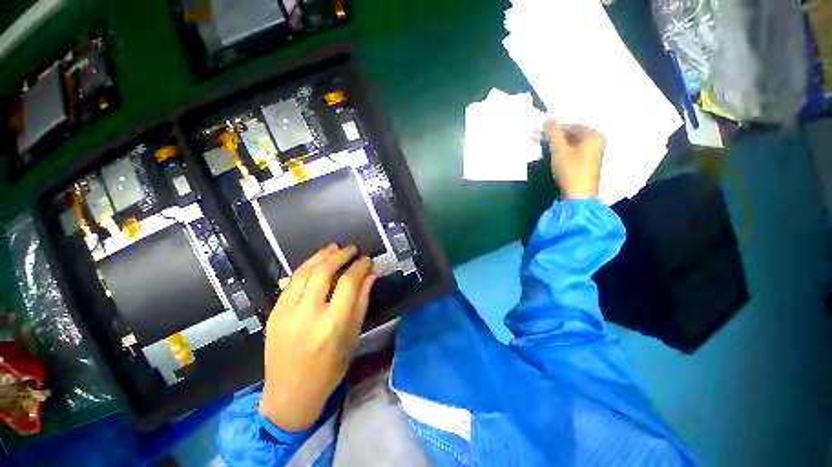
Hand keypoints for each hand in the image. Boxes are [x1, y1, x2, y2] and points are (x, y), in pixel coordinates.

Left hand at [259, 244, 375, 431]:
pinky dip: (305, 268)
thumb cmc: (330, 368)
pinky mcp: (274, 313)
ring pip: (304, 272)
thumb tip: (371, 275)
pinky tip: (315, 262)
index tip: (367, 259)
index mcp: (333, 324)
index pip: (348, 282)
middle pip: (324, 271)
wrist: (290, 394)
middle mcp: (308, 314)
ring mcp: (286, 313)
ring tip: (333, 247)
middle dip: (340, 255)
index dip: (359, 266)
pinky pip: (291, 282)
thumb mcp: (352, 336)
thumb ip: (361, 301)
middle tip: (351, 248)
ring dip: (321, 256)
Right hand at [546, 119, 604, 199]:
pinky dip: (567, 153)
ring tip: (549, 152)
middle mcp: (598, 142)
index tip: (543, 136)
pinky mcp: (590, 164)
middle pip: (575, 135)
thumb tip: (549, 117)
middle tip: (545, 144)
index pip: (572, 126)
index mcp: (593, 135)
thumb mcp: (559, 150)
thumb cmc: (570, 169)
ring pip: (575, 144)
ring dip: (561, 146)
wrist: (579, 194)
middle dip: (559, 138)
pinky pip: (577, 152)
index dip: (556, 130)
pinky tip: (558, 160)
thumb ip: (554, 133)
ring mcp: (595, 154)